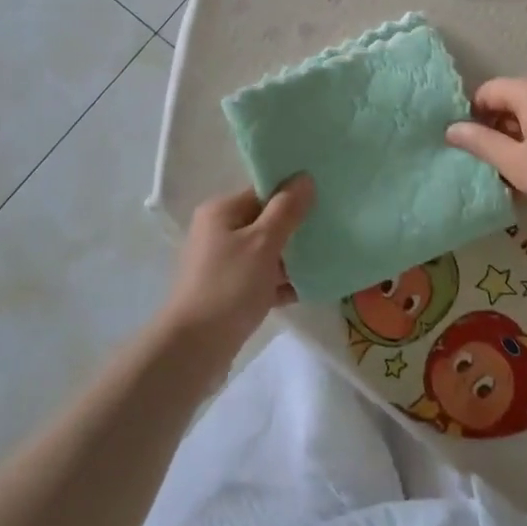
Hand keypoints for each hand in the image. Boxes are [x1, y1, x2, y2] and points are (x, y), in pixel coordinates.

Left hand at [160, 176, 313, 360]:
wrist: (195, 347)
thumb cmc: (229, 285)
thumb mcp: (263, 242)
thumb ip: (287, 210)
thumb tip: (304, 177)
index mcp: (221, 211)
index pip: (262, 191)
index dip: (292, 194)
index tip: (324, 199)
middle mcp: (218, 232)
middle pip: (265, 221)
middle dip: (296, 227)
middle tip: (331, 228)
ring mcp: (223, 264)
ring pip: (266, 252)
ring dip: (293, 257)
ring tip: (328, 258)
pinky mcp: (230, 292)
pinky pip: (262, 279)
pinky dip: (283, 282)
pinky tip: (311, 287)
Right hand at [445, 76, 526, 230]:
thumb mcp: (515, 164)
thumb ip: (480, 143)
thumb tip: (452, 128)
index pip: (488, 92)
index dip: (473, 118)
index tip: (473, 150)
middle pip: (514, 102)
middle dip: (500, 131)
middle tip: (496, 168)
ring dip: (523, 140)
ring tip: (523, 177)